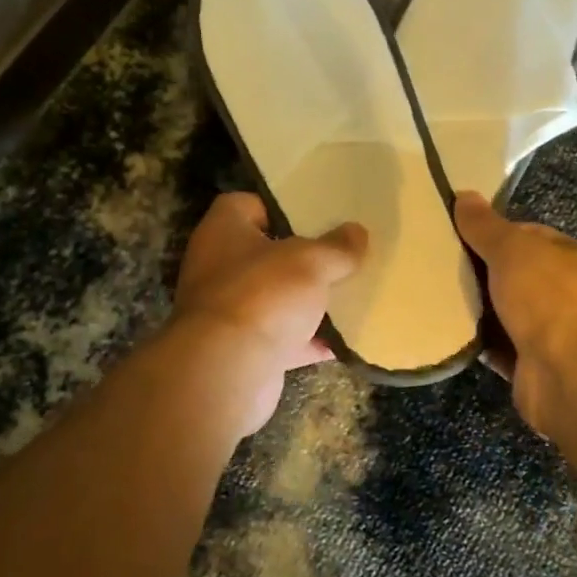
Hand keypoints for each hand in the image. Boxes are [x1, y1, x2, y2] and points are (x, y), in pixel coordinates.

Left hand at [169, 192, 366, 434]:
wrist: (227, 371)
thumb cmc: (263, 295)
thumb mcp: (311, 262)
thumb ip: (337, 247)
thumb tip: (357, 232)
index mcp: (224, 230)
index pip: (246, 205)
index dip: (280, 207)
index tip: (316, 215)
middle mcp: (218, 267)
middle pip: (265, 254)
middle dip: (303, 258)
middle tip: (342, 254)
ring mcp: (228, 311)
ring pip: (275, 299)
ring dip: (307, 301)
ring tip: (350, 294)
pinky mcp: (241, 350)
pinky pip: (282, 339)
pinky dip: (308, 341)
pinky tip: (343, 341)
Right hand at [454, 191, 576, 438]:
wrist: (571, 371)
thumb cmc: (549, 296)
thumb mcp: (513, 249)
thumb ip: (486, 226)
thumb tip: (464, 196)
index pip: (534, 238)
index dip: (499, 235)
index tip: (462, 236)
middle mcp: (573, 296)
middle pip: (520, 278)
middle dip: (486, 275)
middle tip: (443, 269)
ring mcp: (557, 335)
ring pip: (509, 315)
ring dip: (481, 312)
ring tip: (440, 300)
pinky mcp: (536, 368)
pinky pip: (501, 349)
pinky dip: (481, 344)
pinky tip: (452, 335)